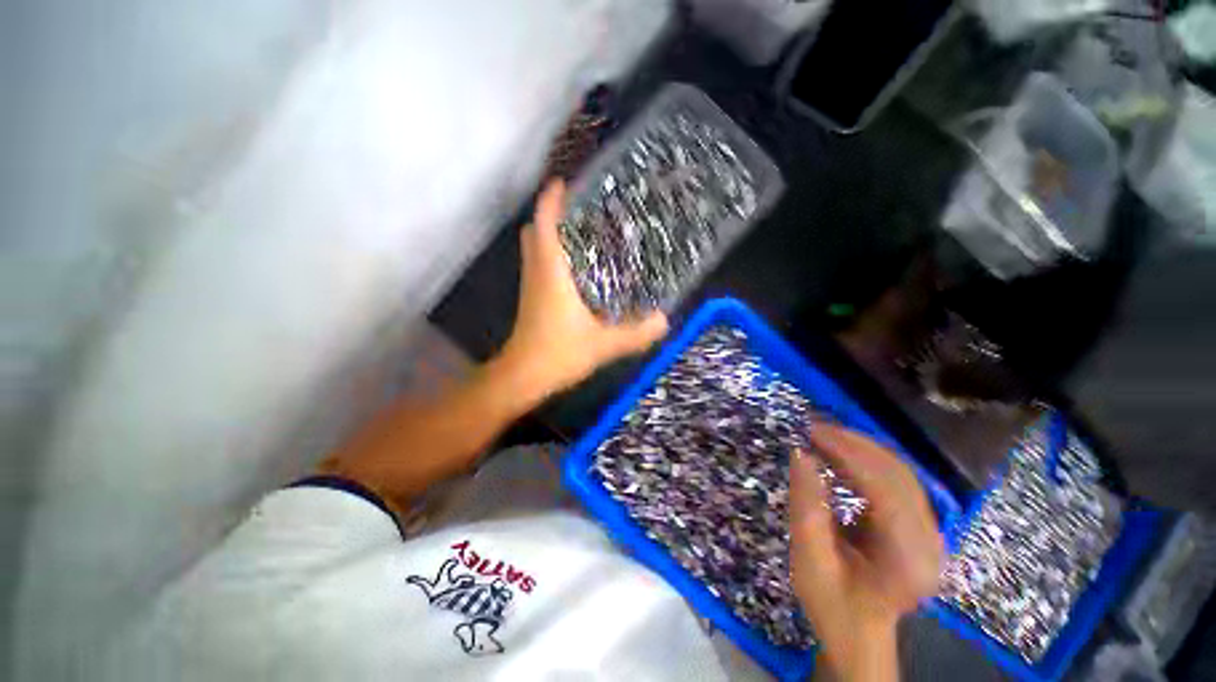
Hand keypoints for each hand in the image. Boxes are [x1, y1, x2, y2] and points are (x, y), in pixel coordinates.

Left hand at [498, 180, 667, 397]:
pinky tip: (577, 267)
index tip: (564, 182)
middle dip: (550, 214)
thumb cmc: (558, 354)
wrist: (523, 378)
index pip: (544, 225)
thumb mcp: (604, 344)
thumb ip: (636, 333)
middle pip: (534, 232)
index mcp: (551, 273)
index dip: (551, 200)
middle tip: (579, 209)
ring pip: (534, 249)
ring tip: (582, 232)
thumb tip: (665, 320)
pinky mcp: (533, 300)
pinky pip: (539, 266)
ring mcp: (532, 287)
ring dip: (550, 234)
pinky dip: (552, 256)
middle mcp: (537, 273)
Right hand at [790, 424, 943, 681]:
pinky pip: (897, 480)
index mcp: (909, 559)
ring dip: (860, 447)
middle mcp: (931, 542)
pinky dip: (866, 460)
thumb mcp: (809, 558)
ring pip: (900, 472)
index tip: (812, 431)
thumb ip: (806, 505)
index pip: (886, 490)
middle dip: (854, 443)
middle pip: (899, 475)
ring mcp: (932, 533)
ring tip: (823, 434)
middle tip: (813, 426)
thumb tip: (801, 453)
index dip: (849, 454)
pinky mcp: (921, 526)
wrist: (859, 634)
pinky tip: (840, 453)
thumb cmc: (831, 604)